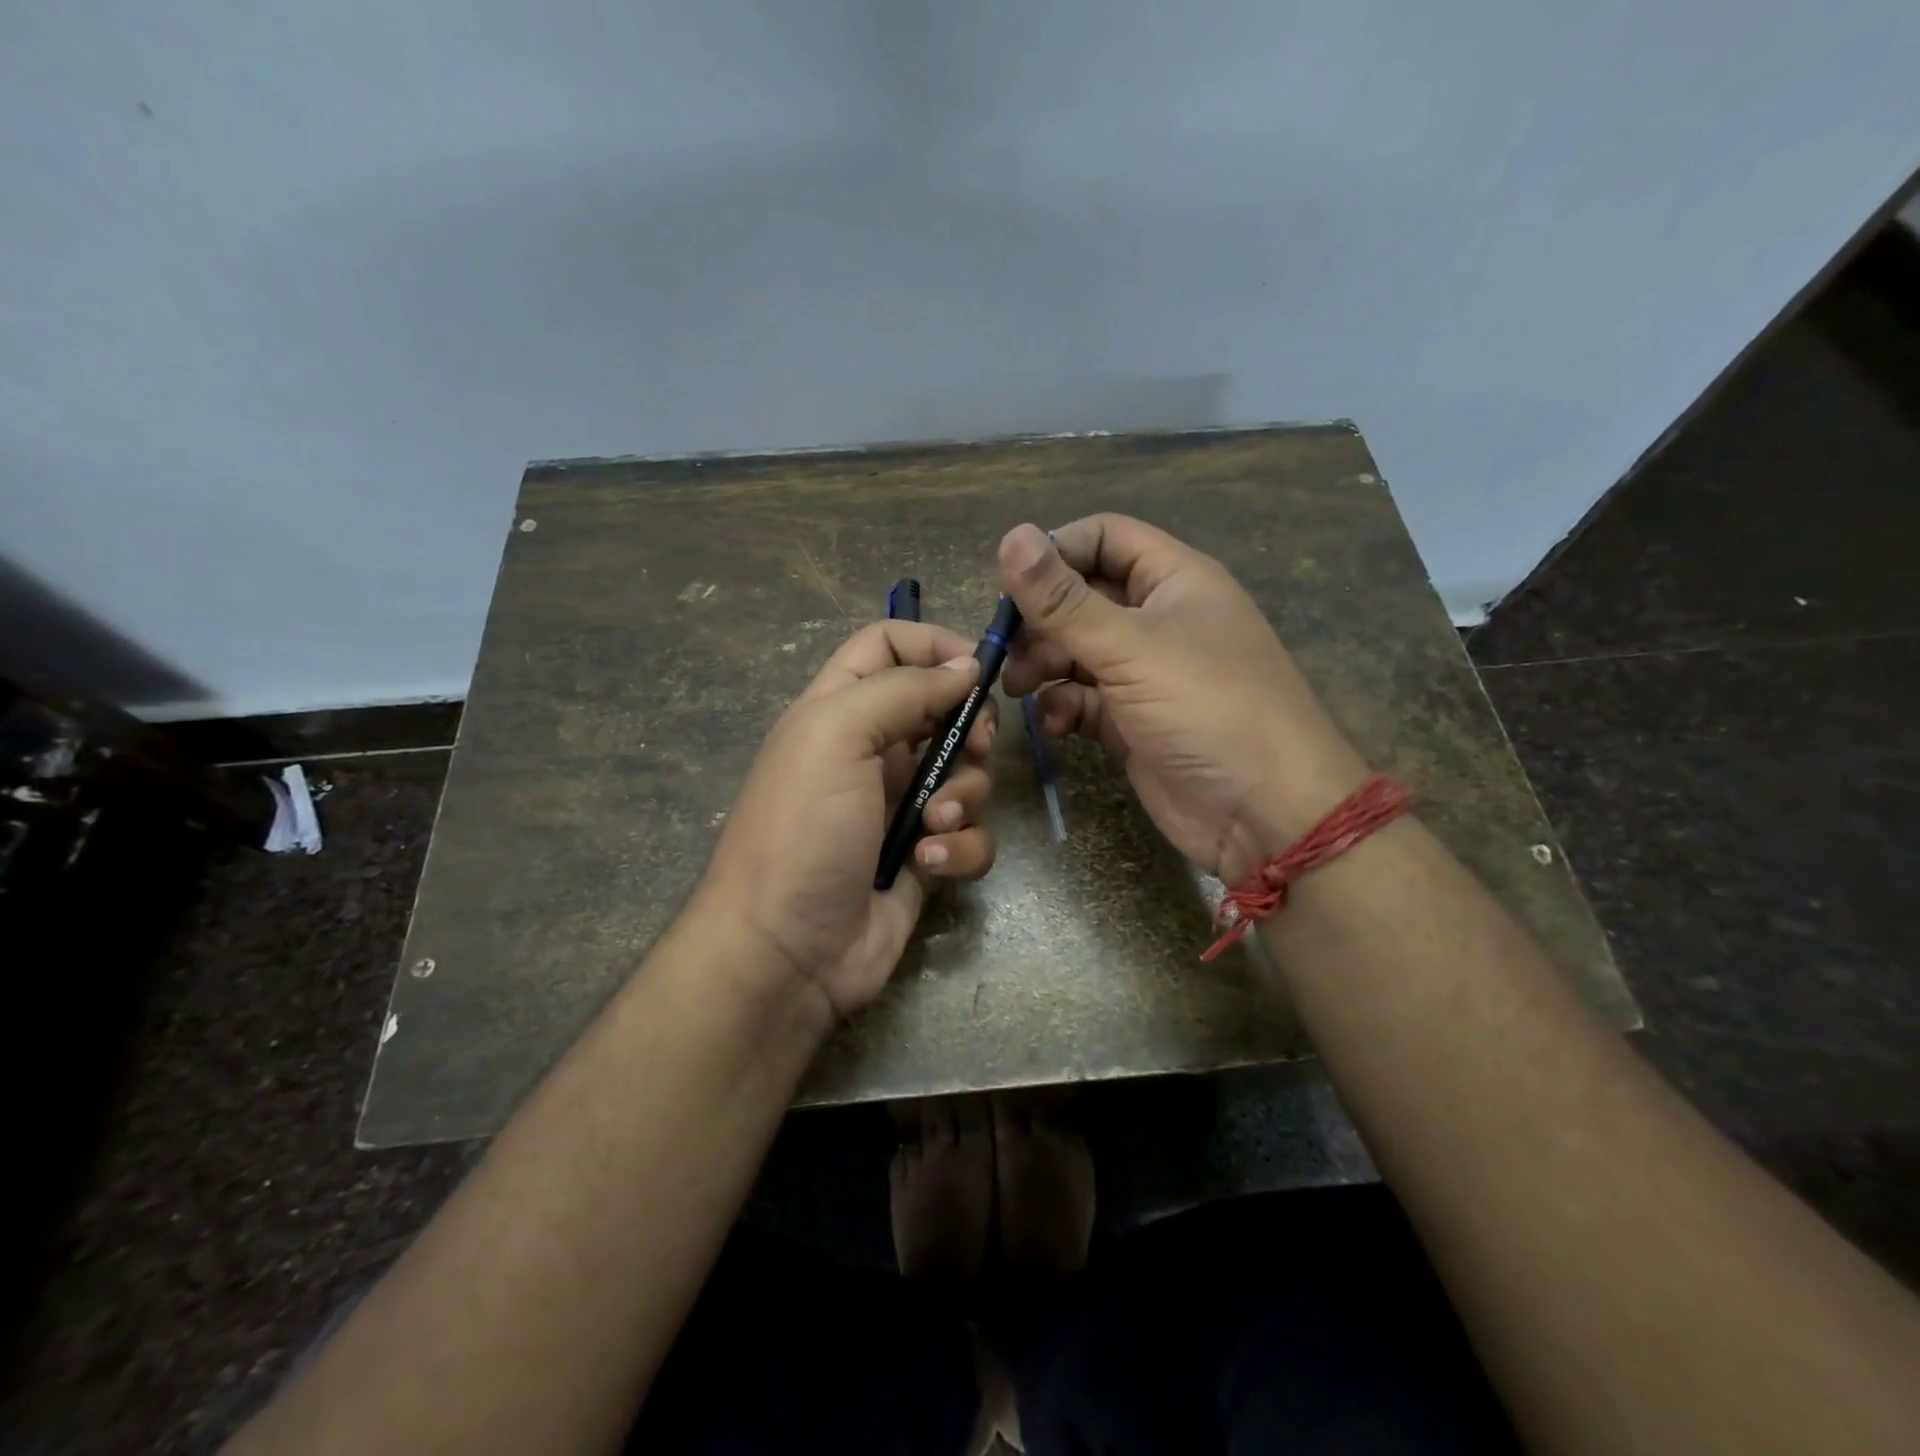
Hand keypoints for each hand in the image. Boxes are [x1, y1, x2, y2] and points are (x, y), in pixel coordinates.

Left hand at [696, 621, 997, 1019]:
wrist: (785, 952)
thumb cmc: (802, 828)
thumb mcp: (837, 735)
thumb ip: (903, 688)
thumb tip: (966, 665)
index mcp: (840, 709)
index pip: (888, 644)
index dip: (933, 644)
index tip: (978, 666)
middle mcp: (873, 751)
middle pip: (944, 709)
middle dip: (969, 728)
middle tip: (972, 749)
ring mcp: (901, 807)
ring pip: (967, 776)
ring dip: (963, 797)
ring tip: (930, 826)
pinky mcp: (925, 856)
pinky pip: (969, 835)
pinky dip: (958, 848)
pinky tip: (927, 865)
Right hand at [999, 515, 1368, 881]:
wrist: (1263, 811)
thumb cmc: (1205, 707)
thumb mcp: (1130, 646)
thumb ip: (1063, 599)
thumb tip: (1010, 535)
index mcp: (1173, 580)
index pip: (1105, 538)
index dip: (1057, 551)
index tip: (1013, 585)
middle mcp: (1158, 620)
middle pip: (1082, 598)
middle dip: (1041, 621)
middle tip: (1006, 648)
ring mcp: (1146, 674)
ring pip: (1077, 652)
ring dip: (1044, 665)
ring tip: (1020, 689)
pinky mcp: (1133, 721)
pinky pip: (1085, 700)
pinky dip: (1064, 707)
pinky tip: (1055, 725)